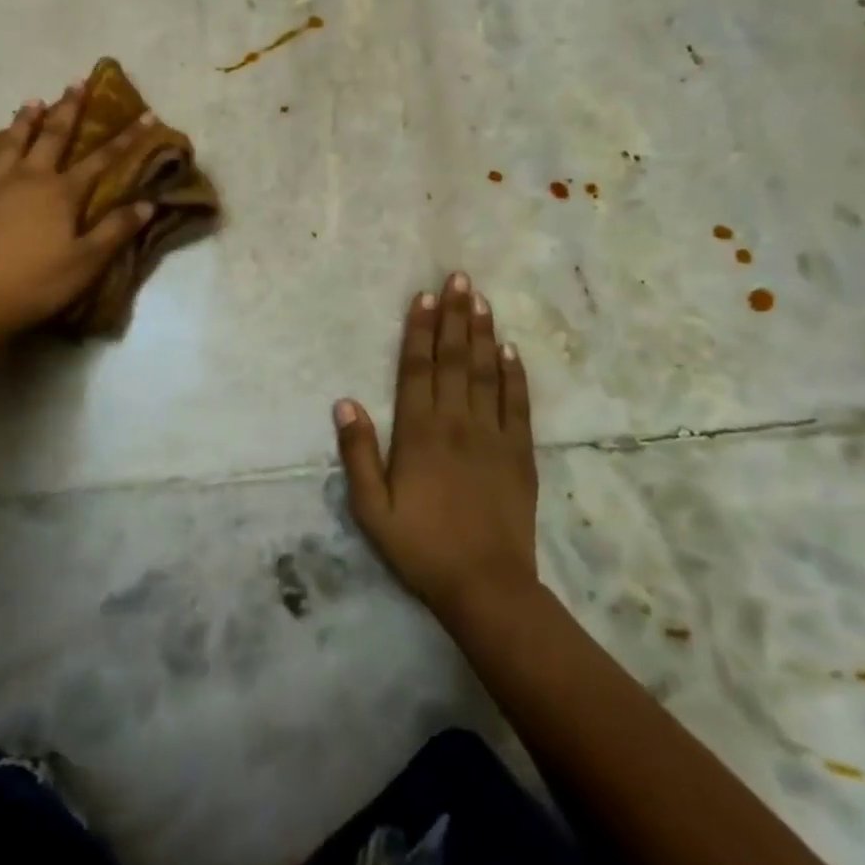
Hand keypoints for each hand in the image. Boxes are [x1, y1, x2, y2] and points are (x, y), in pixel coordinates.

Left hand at [0, 82, 156, 335]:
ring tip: (33, 100)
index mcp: (62, 193)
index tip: (145, 114)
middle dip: (69, 109)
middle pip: (53, 138)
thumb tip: (148, 203)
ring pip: (11, 143)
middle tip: (77, 83)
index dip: (126, 138)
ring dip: (24, 120)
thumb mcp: (88, 261)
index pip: (102, 160)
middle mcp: (30, 178)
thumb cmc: (39, 282)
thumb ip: (116, 230)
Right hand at [334, 271, 539, 623]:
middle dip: (455, 316)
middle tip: (459, 278)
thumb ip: (357, 452)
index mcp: (418, 433)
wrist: (486, 587)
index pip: (417, 369)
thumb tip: (345, 401)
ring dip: (482, 334)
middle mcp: (456, 423)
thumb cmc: (420, 547)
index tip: (424, 296)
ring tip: (482, 299)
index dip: (420, 330)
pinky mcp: (520, 454)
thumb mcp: (371, 508)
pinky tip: (510, 350)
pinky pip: (518, 405)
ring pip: (486, 373)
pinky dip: (514, 375)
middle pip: (454, 359)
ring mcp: (492, 436)